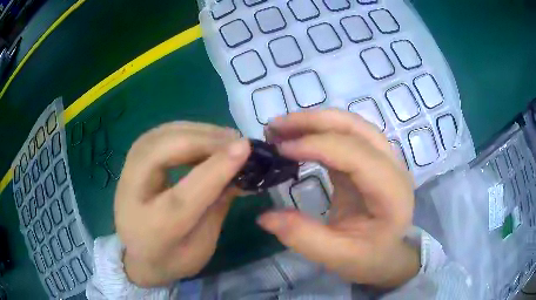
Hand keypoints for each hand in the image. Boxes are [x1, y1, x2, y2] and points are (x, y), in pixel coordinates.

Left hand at [114, 122, 249, 286]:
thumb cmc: (172, 259)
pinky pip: (158, 134)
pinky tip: (203, 137)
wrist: (136, 256)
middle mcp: (132, 195)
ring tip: (225, 137)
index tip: (245, 147)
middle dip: (204, 140)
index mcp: (152, 229)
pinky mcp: (131, 161)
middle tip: (237, 141)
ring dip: (196, 131)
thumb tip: (239, 172)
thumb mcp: (202, 246)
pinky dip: (184, 130)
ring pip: (160, 136)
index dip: (216, 168)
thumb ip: (217, 207)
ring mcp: (126, 173)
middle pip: (163, 153)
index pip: (184, 195)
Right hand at [259, 109, 418, 287]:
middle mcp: (393, 166)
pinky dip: (320, 130)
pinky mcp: (371, 159)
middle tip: (275, 127)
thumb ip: (304, 238)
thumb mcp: (338, 257)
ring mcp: (384, 158)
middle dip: (313, 121)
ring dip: (315, 120)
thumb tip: (264, 217)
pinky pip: (346, 134)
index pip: (356, 155)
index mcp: (392, 192)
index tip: (279, 148)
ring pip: (351, 124)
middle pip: (356, 127)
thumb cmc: (371, 257)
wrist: (390, 253)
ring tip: (281, 128)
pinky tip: (298, 136)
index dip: (317, 145)